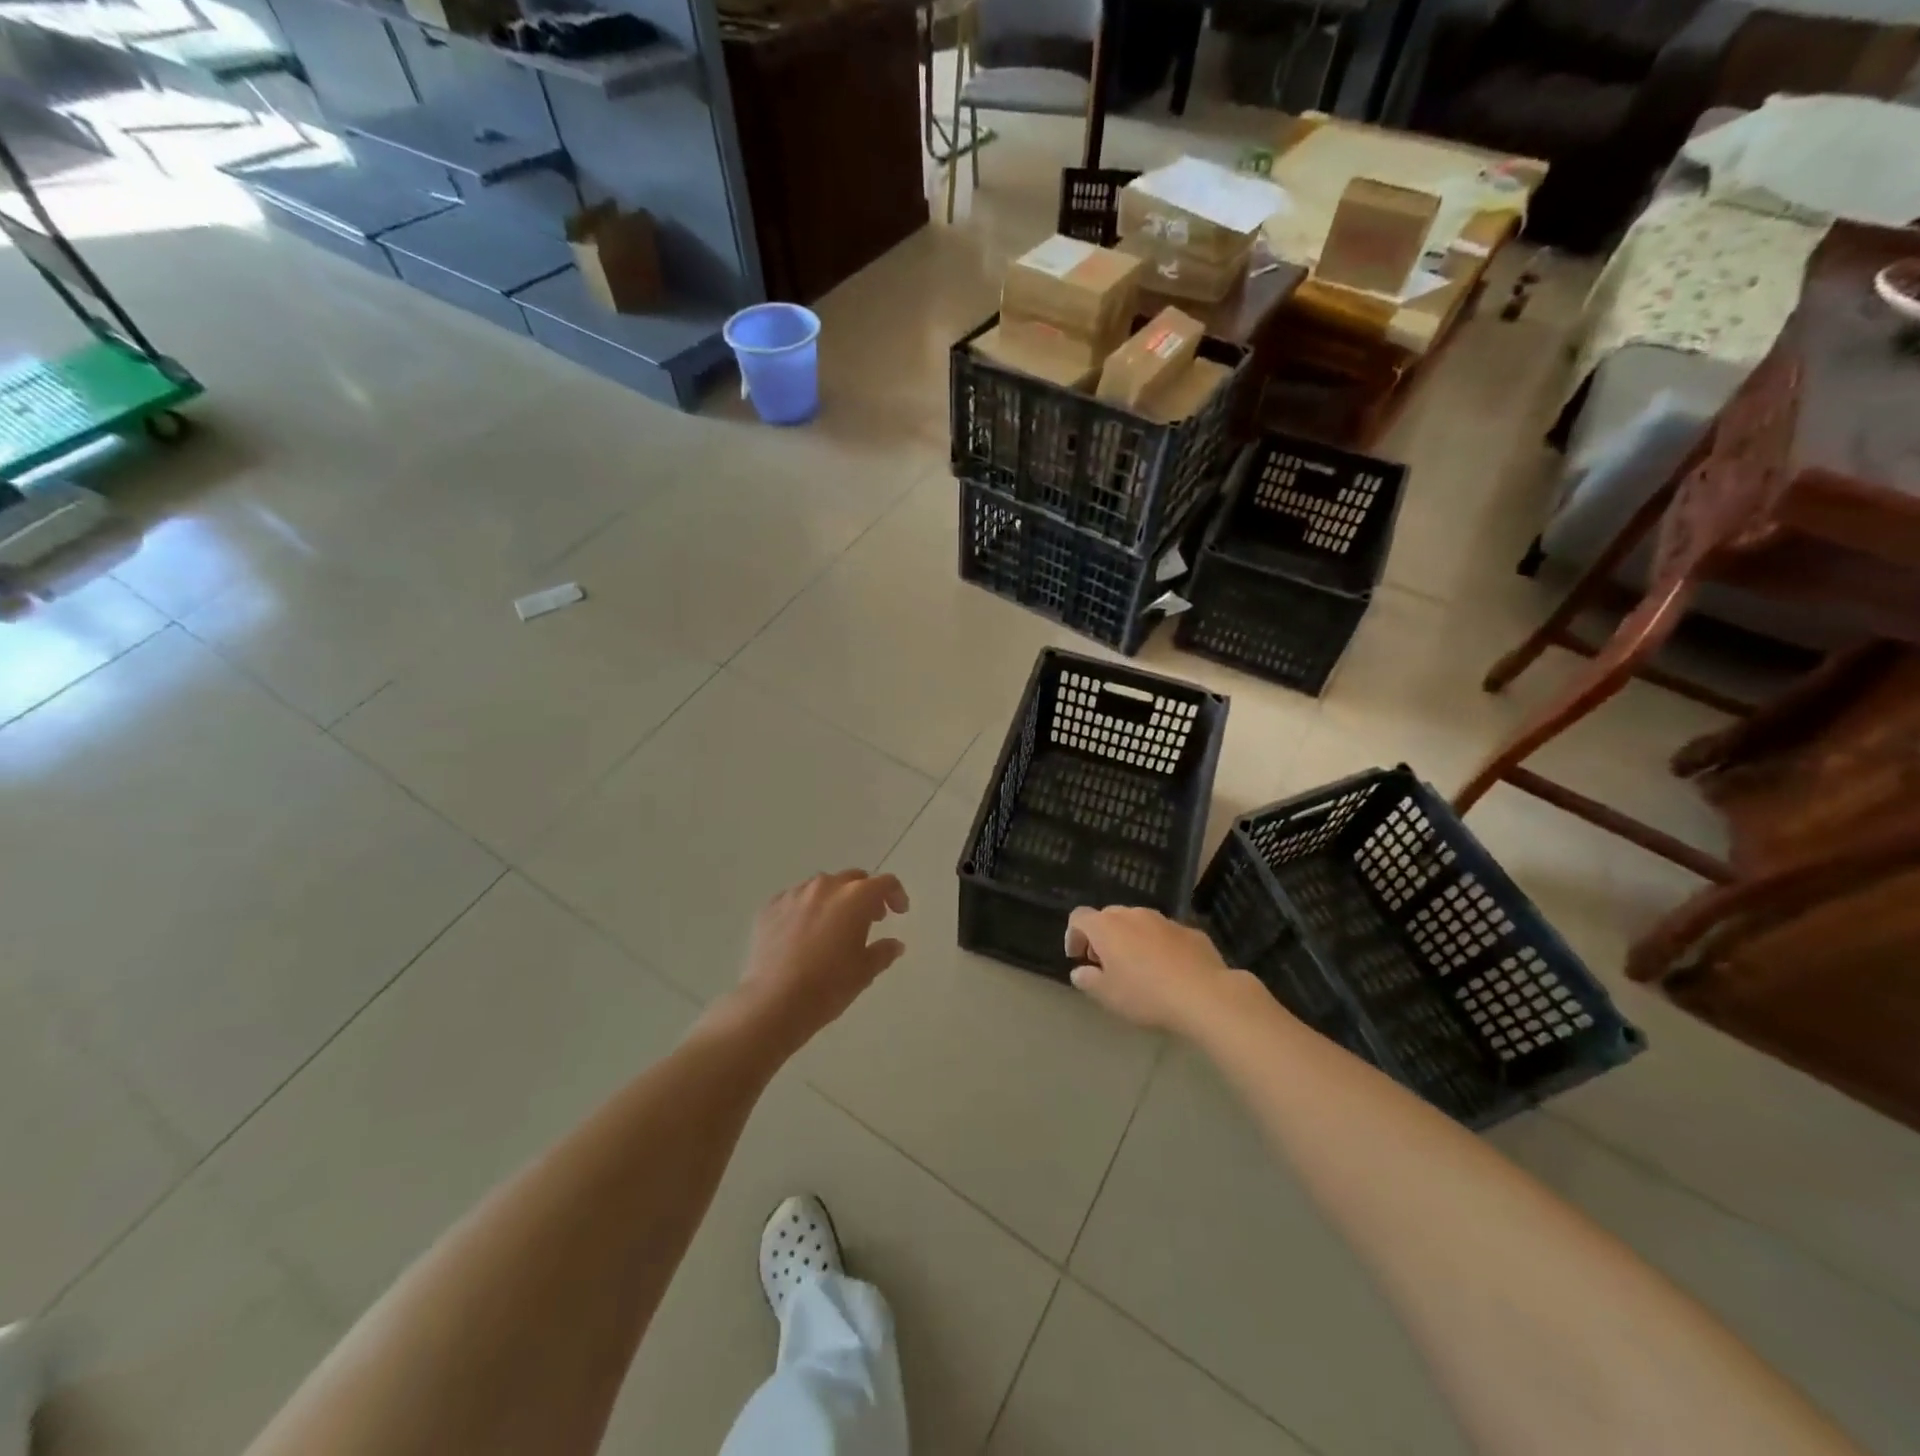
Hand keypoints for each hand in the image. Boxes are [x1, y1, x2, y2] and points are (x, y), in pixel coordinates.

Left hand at [736, 870, 909, 1049]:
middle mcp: (825, 886)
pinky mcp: (770, 907)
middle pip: (853, 879)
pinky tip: (803, 933)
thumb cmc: (828, 986)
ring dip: (834, 899)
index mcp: (855, 897)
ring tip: (833, 926)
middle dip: (865, 894)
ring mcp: (794, 894)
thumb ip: (884, 952)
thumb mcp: (865, 971)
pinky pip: (795, 899)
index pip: (885, 883)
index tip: (899, 912)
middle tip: (870, 919)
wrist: (774, 1002)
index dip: (896, 895)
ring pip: (822, 886)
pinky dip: (806, 909)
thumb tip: (895, 944)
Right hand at [1065, 906, 1239, 1035]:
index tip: (1077, 958)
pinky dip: (1159, 945)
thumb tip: (1080, 972)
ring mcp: (1164, 920)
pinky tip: (1168, 970)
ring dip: (1131, 939)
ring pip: (1138, 922)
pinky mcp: (1189, 930)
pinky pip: (1165, 934)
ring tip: (1138, 967)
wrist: (1205, 995)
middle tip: (1106, 964)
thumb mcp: (1108, 996)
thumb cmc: (1146, 995)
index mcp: (1107, 927)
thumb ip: (1088, 980)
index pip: (1079, 918)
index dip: (1073, 935)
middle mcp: (1133, 914)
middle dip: (1102, 937)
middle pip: (1108, 917)